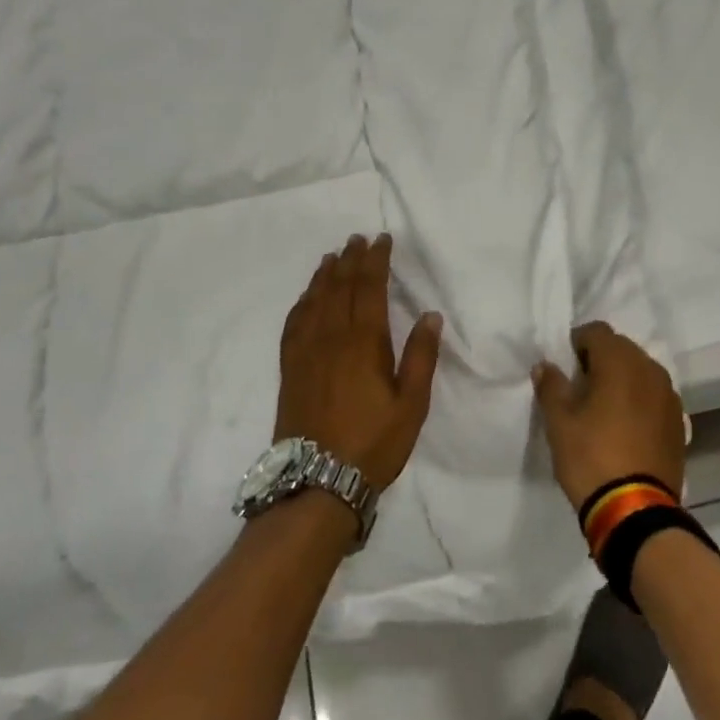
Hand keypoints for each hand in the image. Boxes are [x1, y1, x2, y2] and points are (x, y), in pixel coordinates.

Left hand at [276, 234, 443, 490]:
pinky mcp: (290, 368)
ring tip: (333, 256)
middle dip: (351, 259)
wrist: (317, 480)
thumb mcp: (412, 403)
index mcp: (364, 342)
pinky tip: (306, 297)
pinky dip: (302, 302)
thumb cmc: (374, 442)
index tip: (381, 240)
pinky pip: (294, 323)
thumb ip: (421, 356)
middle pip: (340, 287)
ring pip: (314, 300)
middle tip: (357, 238)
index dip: (376, 261)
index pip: (369, 288)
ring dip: (324, 274)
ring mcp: (306, 352)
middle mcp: (332, 337)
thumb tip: (429, 315)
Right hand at [532, 323, 686, 513]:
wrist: (636, 510)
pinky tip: (625, 426)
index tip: (564, 367)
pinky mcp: (679, 422)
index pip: (597, 331)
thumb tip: (546, 366)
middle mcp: (650, 369)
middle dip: (600, 359)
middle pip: (622, 348)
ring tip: (603, 407)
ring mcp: (669, 395)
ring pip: (641, 371)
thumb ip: (551, 386)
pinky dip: (639, 400)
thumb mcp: (559, 422)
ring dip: (622, 379)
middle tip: (580, 387)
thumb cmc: (591, 457)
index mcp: (620, 361)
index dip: (577, 343)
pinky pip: (654, 396)